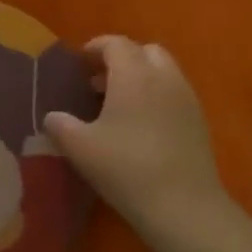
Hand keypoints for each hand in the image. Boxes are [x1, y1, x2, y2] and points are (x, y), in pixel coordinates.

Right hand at [44, 36, 230, 234]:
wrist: (183, 206)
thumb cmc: (126, 168)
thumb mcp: (80, 148)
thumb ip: (60, 125)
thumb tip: (52, 117)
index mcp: (134, 74)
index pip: (116, 44)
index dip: (95, 48)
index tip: (79, 63)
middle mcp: (164, 77)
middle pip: (145, 51)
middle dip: (122, 59)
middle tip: (99, 82)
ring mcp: (187, 99)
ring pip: (164, 72)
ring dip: (141, 77)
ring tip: (119, 105)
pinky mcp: (199, 121)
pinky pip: (175, 94)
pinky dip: (157, 96)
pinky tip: (141, 126)